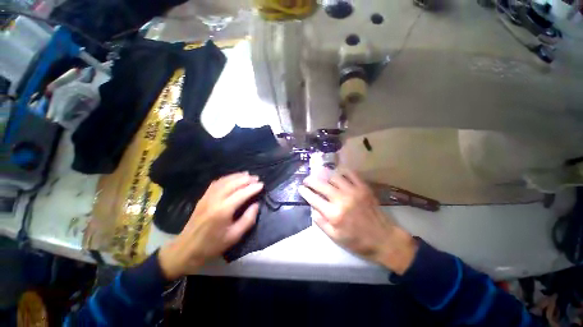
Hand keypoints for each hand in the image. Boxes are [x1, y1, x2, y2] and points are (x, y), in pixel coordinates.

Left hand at [158, 172, 263, 279]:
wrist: (186, 249)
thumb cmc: (212, 245)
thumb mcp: (234, 236)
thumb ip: (248, 219)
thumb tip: (256, 205)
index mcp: (223, 210)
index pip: (242, 194)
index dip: (253, 188)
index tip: (262, 185)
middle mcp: (215, 200)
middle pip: (233, 184)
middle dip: (246, 179)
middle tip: (257, 178)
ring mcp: (207, 197)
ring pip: (224, 181)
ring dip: (237, 176)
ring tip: (247, 174)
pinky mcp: (203, 197)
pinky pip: (216, 183)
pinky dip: (226, 178)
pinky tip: (232, 178)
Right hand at [298, 169, 417, 274]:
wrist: (383, 239)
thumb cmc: (357, 241)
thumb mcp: (335, 237)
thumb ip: (321, 222)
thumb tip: (312, 209)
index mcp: (334, 214)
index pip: (313, 199)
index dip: (305, 192)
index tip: (300, 188)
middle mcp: (342, 200)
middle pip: (321, 184)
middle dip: (310, 180)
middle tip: (306, 180)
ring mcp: (354, 191)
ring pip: (334, 176)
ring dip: (324, 175)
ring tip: (321, 176)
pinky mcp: (363, 187)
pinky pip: (350, 173)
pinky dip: (342, 171)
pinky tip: (337, 173)